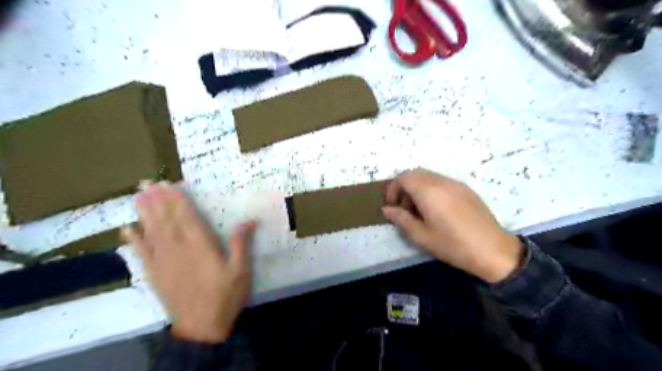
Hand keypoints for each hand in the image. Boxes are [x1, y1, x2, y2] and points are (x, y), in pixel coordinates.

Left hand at [121, 184, 255, 342]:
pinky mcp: (155, 275)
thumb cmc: (225, 296)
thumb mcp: (241, 271)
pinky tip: (127, 229)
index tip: (170, 185)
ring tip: (138, 196)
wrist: (201, 327)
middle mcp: (179, 249)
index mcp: (201, 246)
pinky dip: (134, 240)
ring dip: (145, 213)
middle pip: (167, 220)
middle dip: (158, 200)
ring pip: (152, 232)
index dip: (178, 200)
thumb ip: (241, 244)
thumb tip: (249, 221)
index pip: (187, 217)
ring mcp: (164, 262)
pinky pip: (142, 254)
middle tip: (148, 183)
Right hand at [384, 168, 521, 284]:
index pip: (404, 177)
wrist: (493, 250)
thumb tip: (386, 209)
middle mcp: (442, 182)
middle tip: (404, 207)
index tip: (392, 204)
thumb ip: (401, 219)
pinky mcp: (466, 189)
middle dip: (404, 186)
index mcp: (429, 192)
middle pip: (416, 173)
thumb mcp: (421, 236)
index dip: (393, 188)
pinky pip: (442, 181)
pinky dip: (431, 188)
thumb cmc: (453, 245)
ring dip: (418, 187)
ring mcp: (456, 184)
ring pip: (429, 176)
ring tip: (420, 210)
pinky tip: (437, 209)